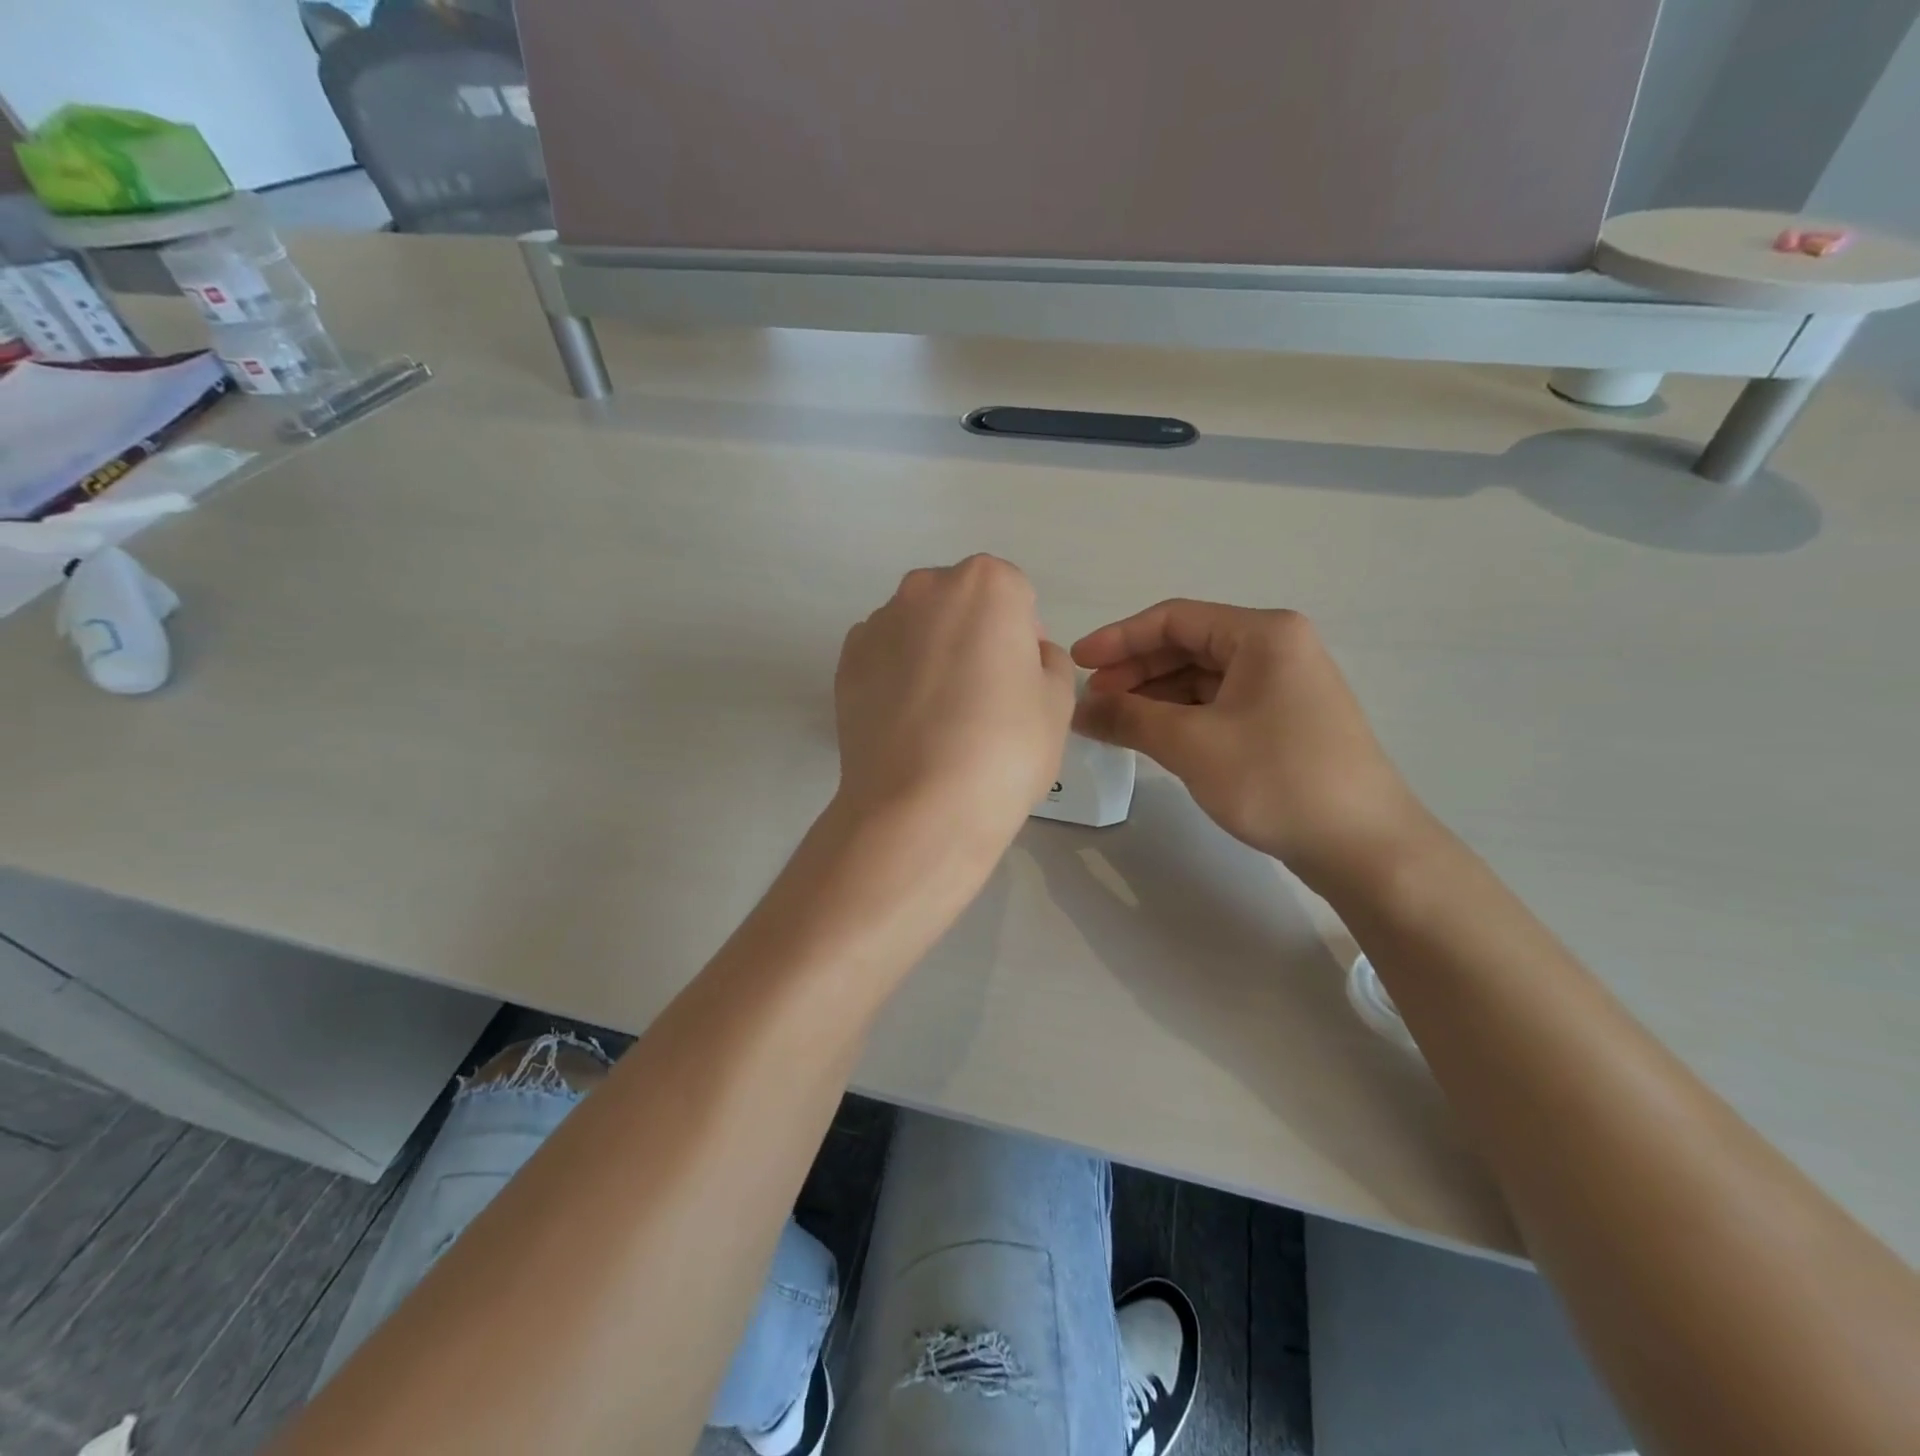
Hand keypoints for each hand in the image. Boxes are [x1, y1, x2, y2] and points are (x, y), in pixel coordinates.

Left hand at [835, 556, 1075, 854]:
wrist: (918, 807)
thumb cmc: (1003, 748)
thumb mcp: (1058, 703)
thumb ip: (1049, 662)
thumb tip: (1025, 656)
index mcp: (986, 585)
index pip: (1016, 596)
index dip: (1024, 638)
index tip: (1021, 682)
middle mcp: (925, 589)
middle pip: (961, 603)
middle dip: (975, 636)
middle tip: (984, 696)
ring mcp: (877, 625)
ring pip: (918, 629)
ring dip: (933, 654)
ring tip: (940, 717)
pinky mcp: (845, 664)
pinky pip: (884, 658)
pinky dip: (897, 677)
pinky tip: (908, 724)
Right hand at [1072, 601, 1427, 887]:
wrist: (1364, 847)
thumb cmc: (1277, 779)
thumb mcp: (1192, 744)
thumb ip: (1128, 717)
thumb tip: (1079, 707)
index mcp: (1263, 635)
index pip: (1174, 619)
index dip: (1119, 639)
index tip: (1077, 663)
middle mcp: (1277, 649)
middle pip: (1188, 646)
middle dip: (1135, 671)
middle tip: (1093, 701)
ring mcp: (1284, 686)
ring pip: (1202, 678)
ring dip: (1155, 696)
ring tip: (1113, 722)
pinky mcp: (1284, 721)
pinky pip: (1219, 704)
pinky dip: (1181, 716)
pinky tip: (1152, 736)